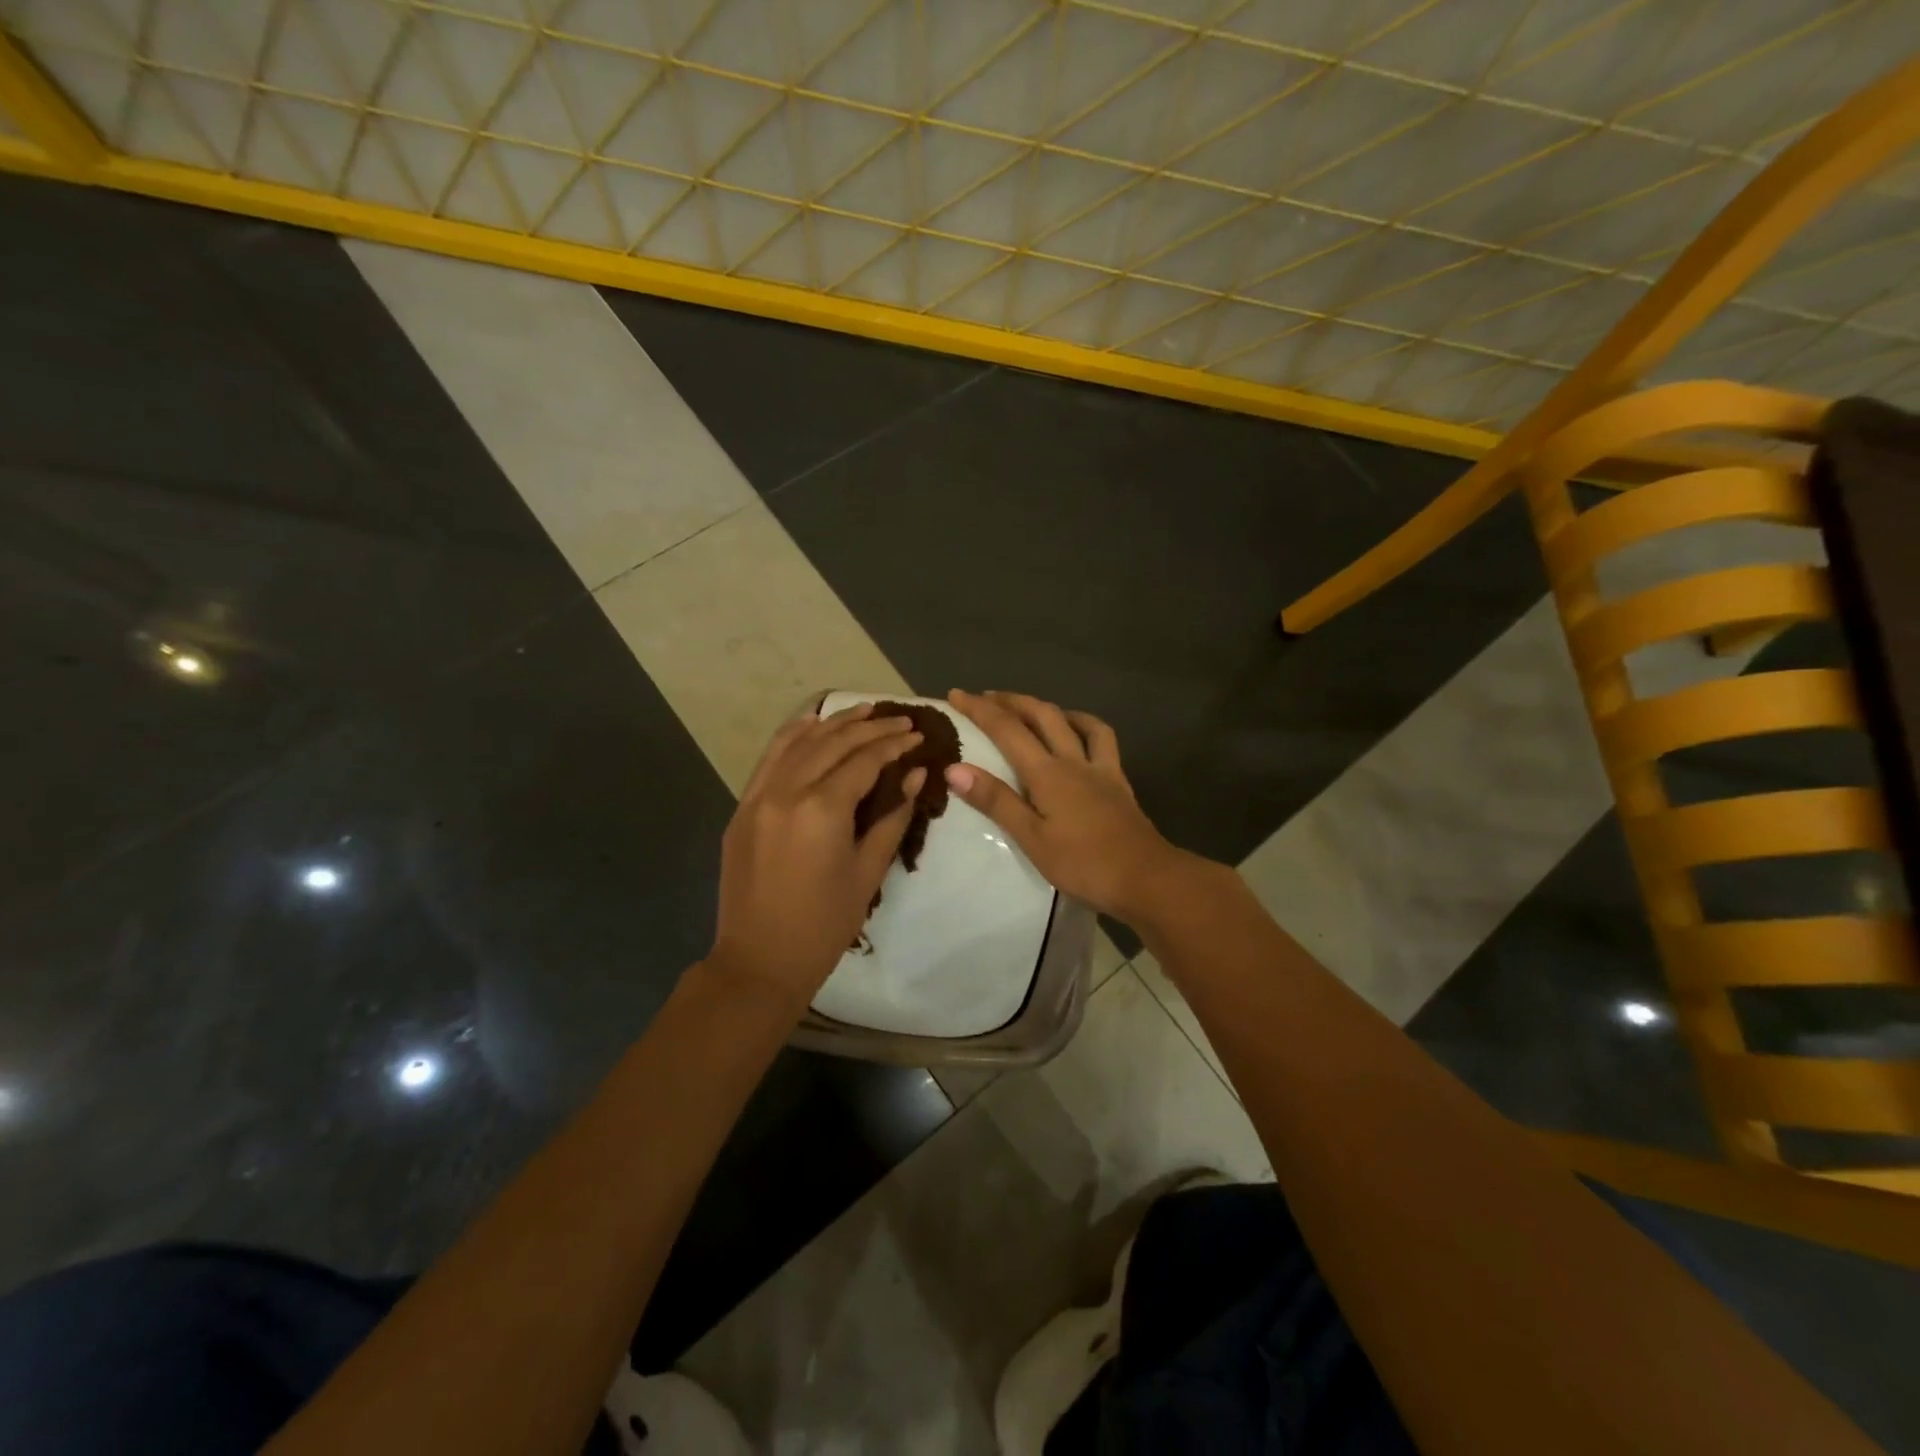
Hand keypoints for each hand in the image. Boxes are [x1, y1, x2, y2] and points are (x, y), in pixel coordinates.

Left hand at [709, 703, 925, 1008]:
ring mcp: (758, 796)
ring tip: (863, 711)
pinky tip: (812, 724)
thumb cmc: (824, 924)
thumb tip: (915, 774)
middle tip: (899, 720)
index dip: (893, 744)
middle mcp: (787, 791)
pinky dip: (793, 736)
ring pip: (798, 742)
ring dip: (832, 723)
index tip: (917, 735)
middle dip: (870, 728)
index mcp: (822, 809)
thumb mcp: (868, 871)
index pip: (864, 760)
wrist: (760, 961)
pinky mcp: (742, 808)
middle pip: (832, 743)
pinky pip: (770, 759)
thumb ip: (893, 816)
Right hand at [944, 690, 1188, 921]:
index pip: (1007, 730)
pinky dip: (1084, 725)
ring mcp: (1100, 768)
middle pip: (1041, 715)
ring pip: (1073, 721)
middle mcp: (1073, 760)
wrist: (1146, 878)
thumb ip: (996, 801)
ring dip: (1047, 707)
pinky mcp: (1117, 780)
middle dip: (1010, 701)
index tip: (955, 694)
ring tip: (1029, 708)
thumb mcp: (1031, 838)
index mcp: (1047, 773)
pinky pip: (1102, 739)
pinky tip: (1077, 731)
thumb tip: (955, 768)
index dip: (980, 709)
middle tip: (985, 696)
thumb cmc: (1083, 864)